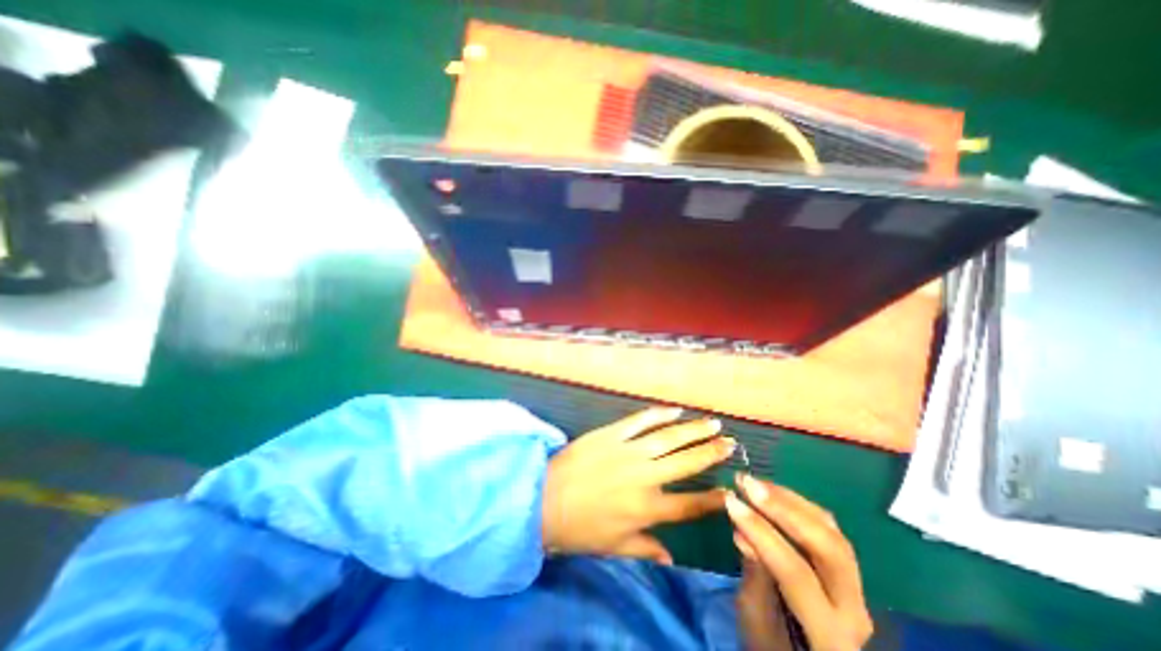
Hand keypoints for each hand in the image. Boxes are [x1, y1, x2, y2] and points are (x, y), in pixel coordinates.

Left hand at [540, 407, 727, 563]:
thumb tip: (671, 559)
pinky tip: (675, 409)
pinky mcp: (611, 434)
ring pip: (669, 438)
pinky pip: (640, 420)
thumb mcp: (614, 547)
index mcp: (647, 509)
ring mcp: (628, 451)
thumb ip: (646, 549)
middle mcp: (644, 478)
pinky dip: (659, 413)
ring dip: (693, 430)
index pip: (690, 505)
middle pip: (686, 463)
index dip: (714, 498)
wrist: (544, 499)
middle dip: (711, 453)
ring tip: (713, 424)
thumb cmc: (579, 528)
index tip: (732, 489)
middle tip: (731, 443)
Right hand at [723, 473, 871, 650]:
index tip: (730, 501)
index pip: (797, 573)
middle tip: (747, 484)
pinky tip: (772, 491)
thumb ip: (755, 575)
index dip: (761, 533)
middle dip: (783, 509)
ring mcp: (855, 587)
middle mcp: (853, 609)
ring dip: (789, 500)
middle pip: (828, 547)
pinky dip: (797, 504)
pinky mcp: (846, 569)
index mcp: (831, 635)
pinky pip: (827, 527)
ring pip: (831, 531)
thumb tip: (743, 532)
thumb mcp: (755, 620)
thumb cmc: (771, 647)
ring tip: (755, 482)